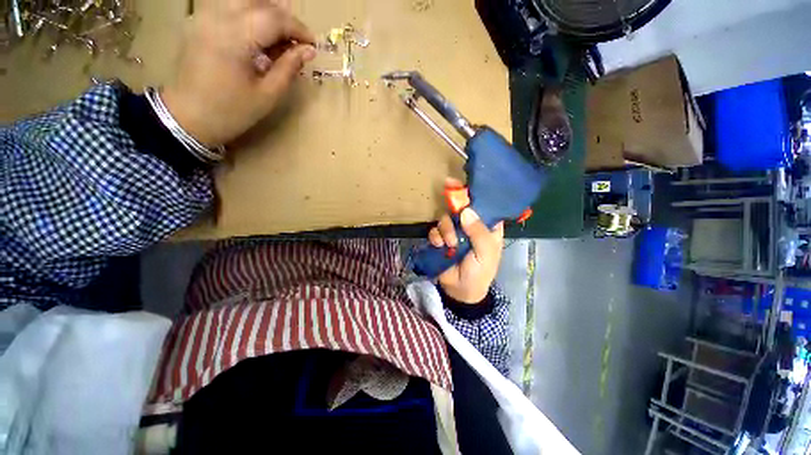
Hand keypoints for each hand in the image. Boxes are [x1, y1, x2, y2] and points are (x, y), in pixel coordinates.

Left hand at [162, 0, 315, 147]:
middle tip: (296, 39)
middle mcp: (218, 17)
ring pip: (242, 0)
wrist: (187, 117)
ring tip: (278, 36)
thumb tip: (308, 51)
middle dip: (283, 16)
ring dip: (266, 12)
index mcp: (235, 37)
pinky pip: (229, 7)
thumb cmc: (231, 111)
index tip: (312, 45)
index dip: (298, 29)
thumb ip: (288, 68)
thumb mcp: (267, 95)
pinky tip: (257, 35)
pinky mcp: (199, 22)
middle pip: (258, 2)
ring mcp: (205, 17)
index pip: (275, 18)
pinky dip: (248, 15)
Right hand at [428, 208, 504, 303]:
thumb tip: (466, 211)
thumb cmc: (480, 272)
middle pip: (459, 210)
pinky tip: (439, 245)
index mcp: (487, 228)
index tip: (464, 196)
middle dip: (455, 218)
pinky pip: (434, 230)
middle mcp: (469, 226)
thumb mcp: (486, 254)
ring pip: (445, 218)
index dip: (475, 200)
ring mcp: (454, 232)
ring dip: (445, 230)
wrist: (460, 291)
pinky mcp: (440, 239)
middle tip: (455, 230)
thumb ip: (479, 232)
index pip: (483, 207)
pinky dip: (435, 236)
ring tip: (449, 244)